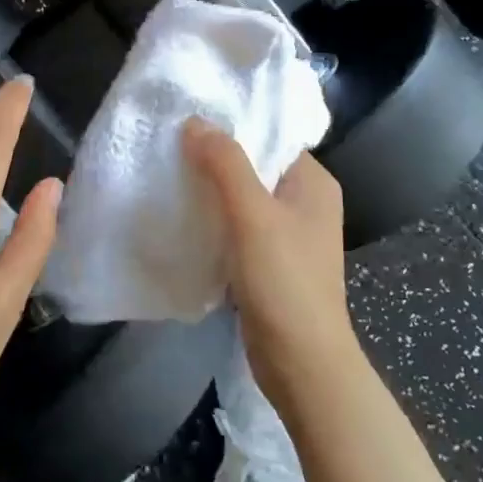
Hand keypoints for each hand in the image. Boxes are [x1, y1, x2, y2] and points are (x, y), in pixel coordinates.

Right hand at [183, 119, 361, 414]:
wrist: (302, 365)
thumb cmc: (285, 282)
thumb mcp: (252, 215)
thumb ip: (225, 164)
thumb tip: (195, 122)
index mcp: (313, 182)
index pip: (271, 136)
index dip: (233, 125)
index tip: (190, 117)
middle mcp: (304, 201)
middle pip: (254, 165)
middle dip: (215, 156)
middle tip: (171, 143)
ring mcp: (288, 234)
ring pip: (242, 197)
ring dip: (211, 189)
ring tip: (169, 172)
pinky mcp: (269, 261)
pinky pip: (237, 226)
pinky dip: (214, 218)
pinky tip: (182, 214)